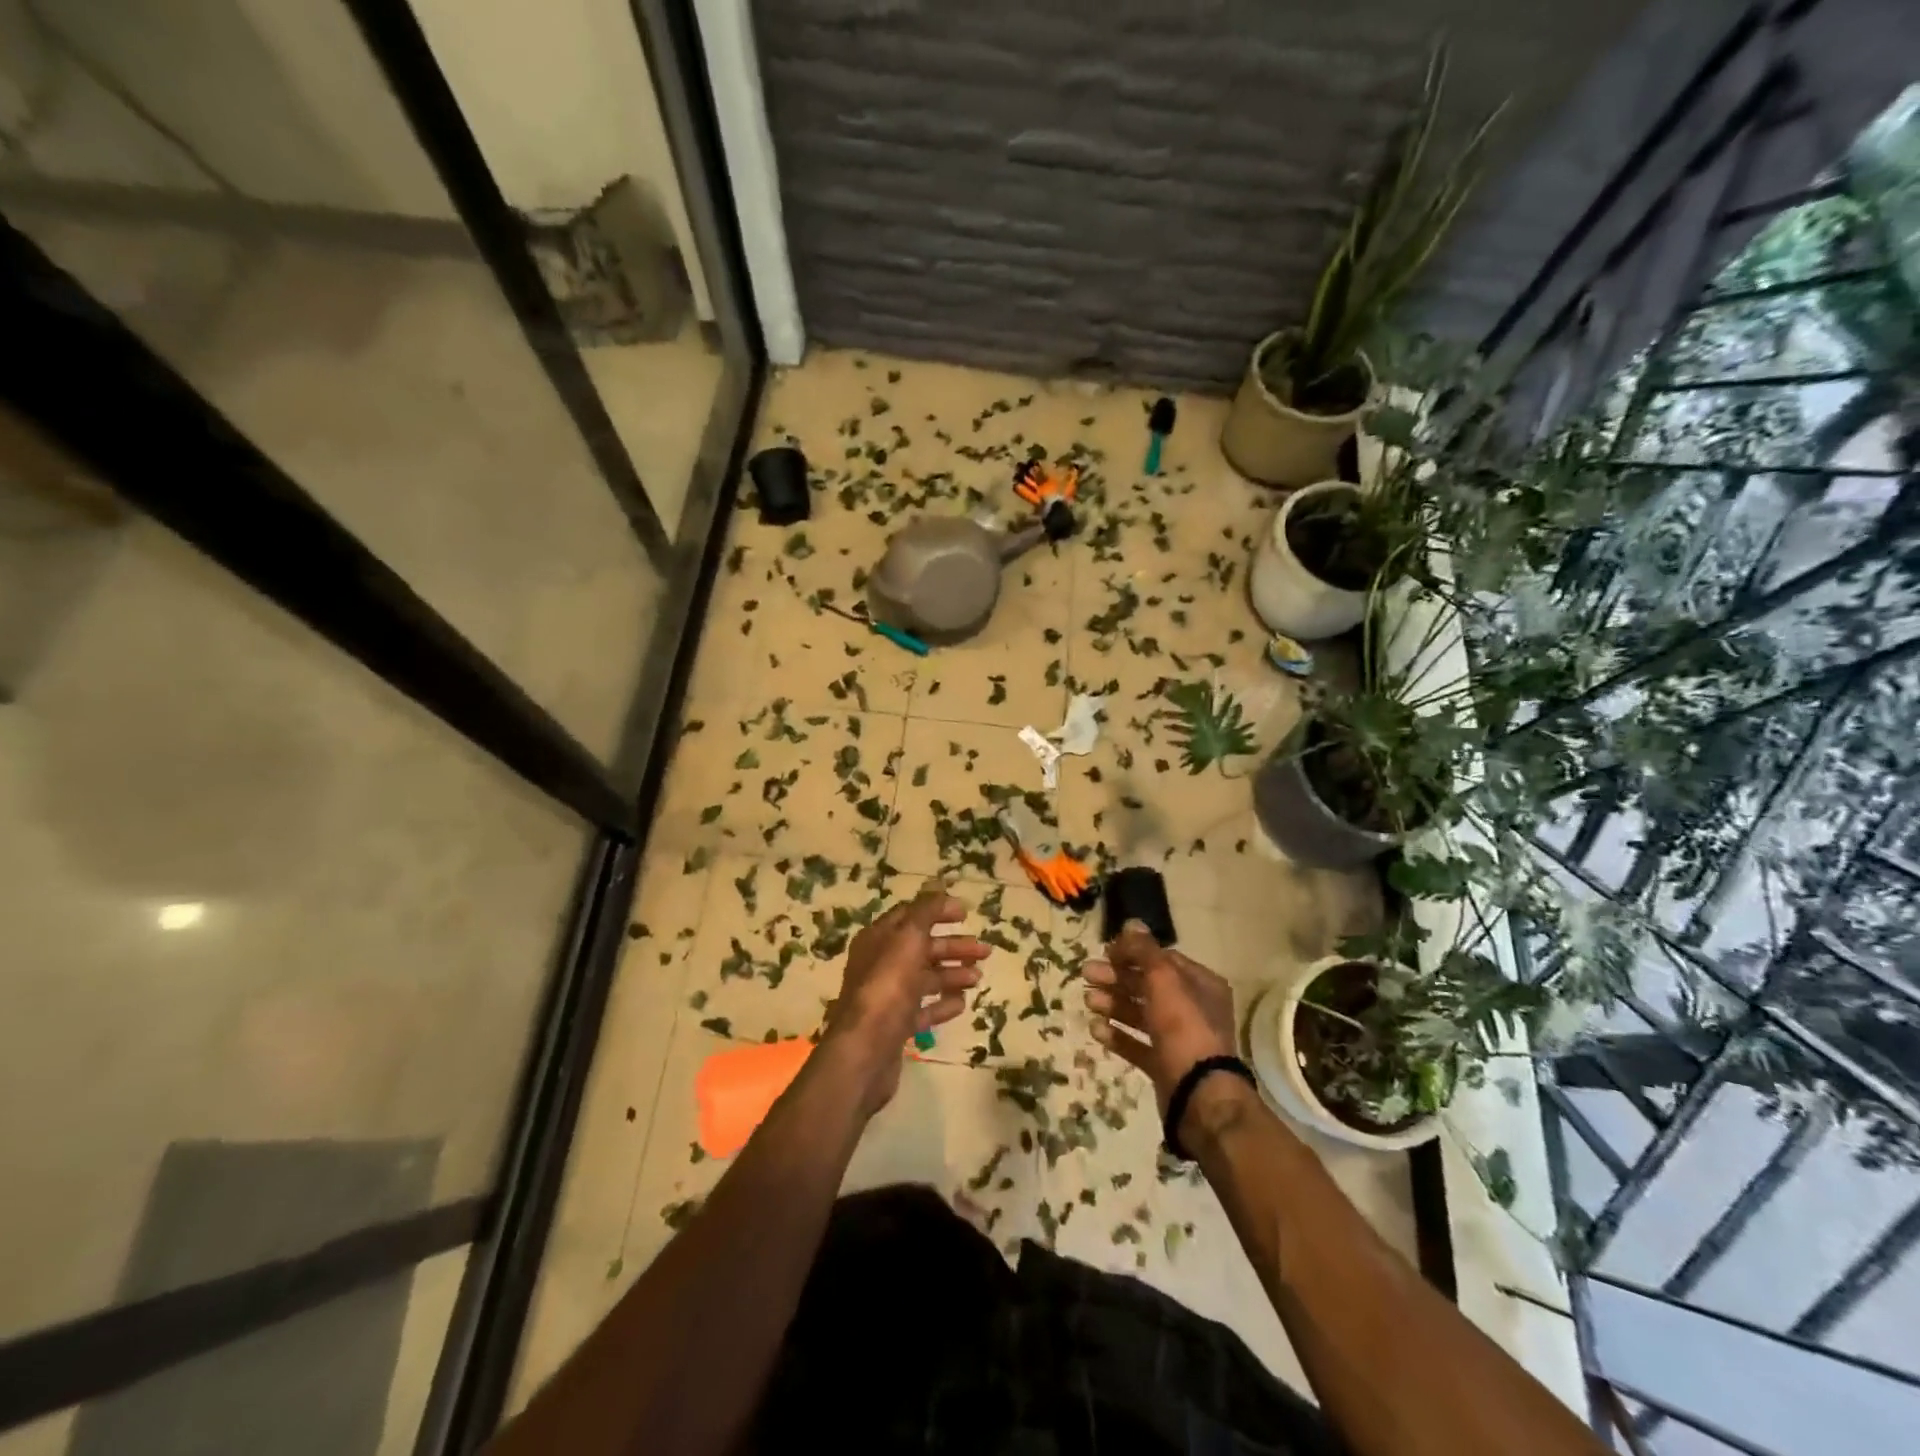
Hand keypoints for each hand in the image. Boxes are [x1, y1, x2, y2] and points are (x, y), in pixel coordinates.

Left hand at [823, 886, 988, 1112]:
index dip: (938, 911)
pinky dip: (942, 1004)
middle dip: (954, 946)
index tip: (967, 914)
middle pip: (922, 948)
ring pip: (925, 979)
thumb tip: (940, 887)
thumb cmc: (888, 985)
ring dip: (953, 974)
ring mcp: (887, 997)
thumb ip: (926, 911)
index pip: (910, 915)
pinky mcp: (895, 1027)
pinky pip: (923, 1010)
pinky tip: (962, 1004)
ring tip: (978, 978)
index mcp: (879, 938)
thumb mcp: (908, 937)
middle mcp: (880, 964)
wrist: (865, 1050)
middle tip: (985, 951)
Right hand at [1084, 923, 1237, 1114]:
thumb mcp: (1163, 978)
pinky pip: (1138, 1045)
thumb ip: (1145, 950)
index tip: (1105, 952)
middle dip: (1116, 978)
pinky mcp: (1165, 1066)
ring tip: (1087, 1001)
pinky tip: (1096, 1029)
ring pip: (1140, 1014)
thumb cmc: (1183, 1026)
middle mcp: (1193, 1008)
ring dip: (1113, 1004)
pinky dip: (1118, 1035)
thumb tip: (1131, 923)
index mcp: (1200, 984)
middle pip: (1148, 986)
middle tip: (1086, 974)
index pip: (1162, 959)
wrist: (1199, 1095)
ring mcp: (1179, 1039)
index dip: (1133, 953)